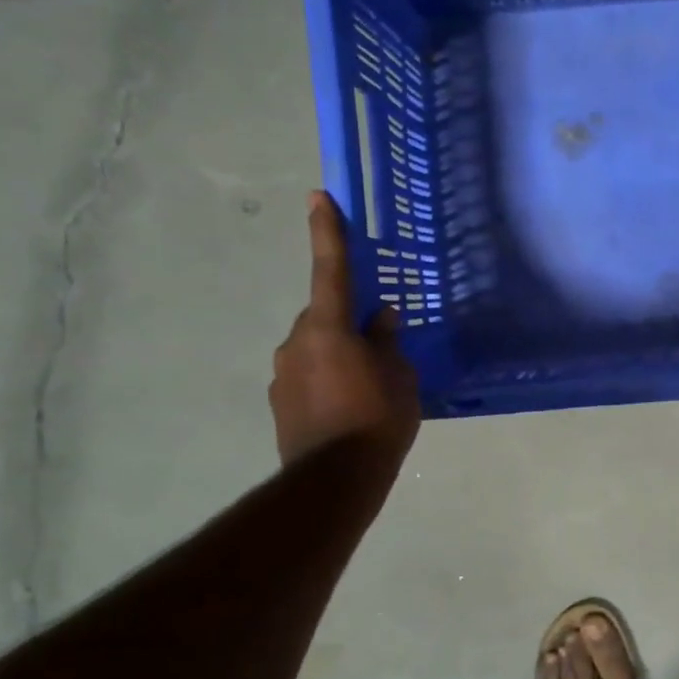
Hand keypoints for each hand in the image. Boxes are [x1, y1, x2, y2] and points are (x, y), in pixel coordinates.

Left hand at [270, 193, 419, 467]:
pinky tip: (348, 409)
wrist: (333, 482)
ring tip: (367, 390)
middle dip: (347, 326)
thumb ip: (387, 342)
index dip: (327, 232)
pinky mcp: (279, 404)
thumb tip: (380, 319)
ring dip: (338, 358)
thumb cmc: (377, 419)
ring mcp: (282, 374)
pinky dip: (327, 383)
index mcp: (328, 328)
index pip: (331, 270)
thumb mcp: (399, 377)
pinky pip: (308, 378)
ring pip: (315, 350)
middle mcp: (296, 342)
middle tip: (379, 350)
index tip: (318, 197)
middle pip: (324, 319)